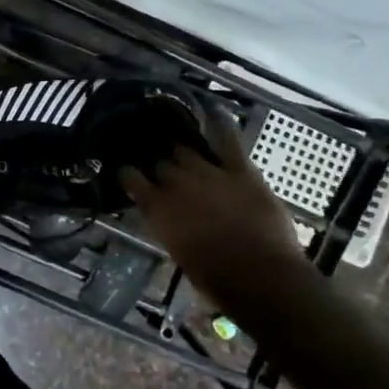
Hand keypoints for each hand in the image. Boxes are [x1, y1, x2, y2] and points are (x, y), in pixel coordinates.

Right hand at [119, 104, 300, 296]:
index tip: (127, 170)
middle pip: (161, 162)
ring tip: (179, 141)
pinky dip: (219, 122)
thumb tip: (166, 216)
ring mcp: (208, 172)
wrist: (261, 278)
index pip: (130, 177)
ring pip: (186, 149)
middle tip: (160, 161)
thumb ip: (168, 226)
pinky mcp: (240, 170)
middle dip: (158, 161)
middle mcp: (176, 184)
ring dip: (181, 147)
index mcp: (157, 208)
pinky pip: (227, 138)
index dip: (128, 172)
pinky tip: (212, 108)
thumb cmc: (216, 279)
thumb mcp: (178, 253)